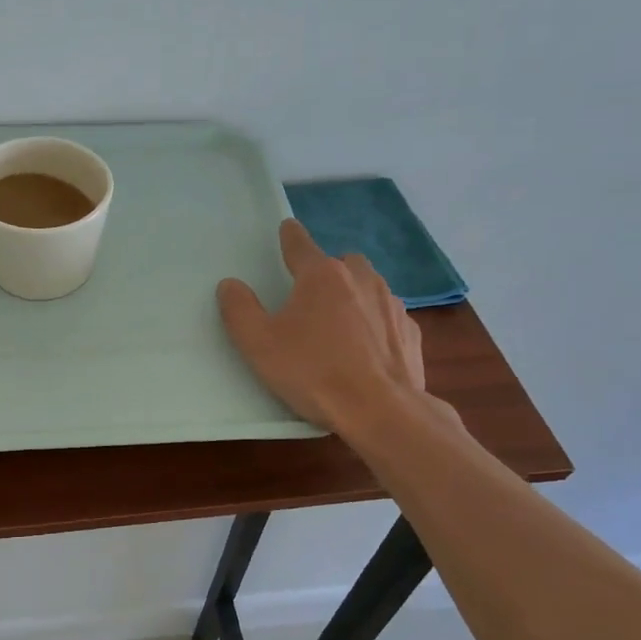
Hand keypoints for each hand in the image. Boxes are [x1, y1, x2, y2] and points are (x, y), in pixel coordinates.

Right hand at [217, 219, 448, 435]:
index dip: (289, 236)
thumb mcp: (259, 344)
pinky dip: (375, 324)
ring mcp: (391, 304)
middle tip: (310, 297)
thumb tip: (230, 285)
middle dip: (327, 271)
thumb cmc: (313, 372)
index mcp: (321, 276)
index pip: (300, 243)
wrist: (381, 411)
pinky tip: (365, 350)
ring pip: (369, 286)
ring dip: (353, 296)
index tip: (286, 229)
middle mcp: (360, 279)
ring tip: (338, 325)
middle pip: (341, 262)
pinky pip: (387, 317)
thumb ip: (239, 310)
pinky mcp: (410, 332)